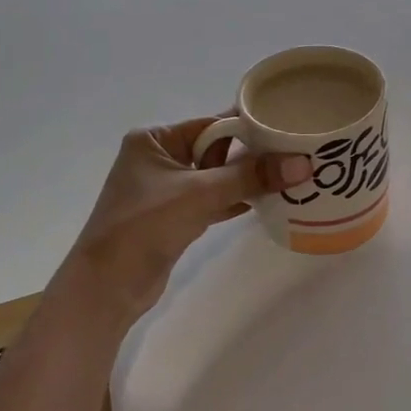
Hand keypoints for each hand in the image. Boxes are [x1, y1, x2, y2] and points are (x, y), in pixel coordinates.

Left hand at [61, 118, 309, 317]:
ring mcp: (167, 189)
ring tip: (291, 177)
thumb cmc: (145, 225)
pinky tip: (269, 202)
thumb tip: (303, 164)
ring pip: (218, 177)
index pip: (213, 123)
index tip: (289, 127)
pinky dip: (238, 200)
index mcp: (155, 138)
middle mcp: (160, 158)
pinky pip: (215, 200)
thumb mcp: (201, 193)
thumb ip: (252, 176)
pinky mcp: (175, 217)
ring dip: (249, 180)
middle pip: (218, 149)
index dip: (251, 126)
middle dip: (254, 155)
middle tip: (298, 153)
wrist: (107, 286)